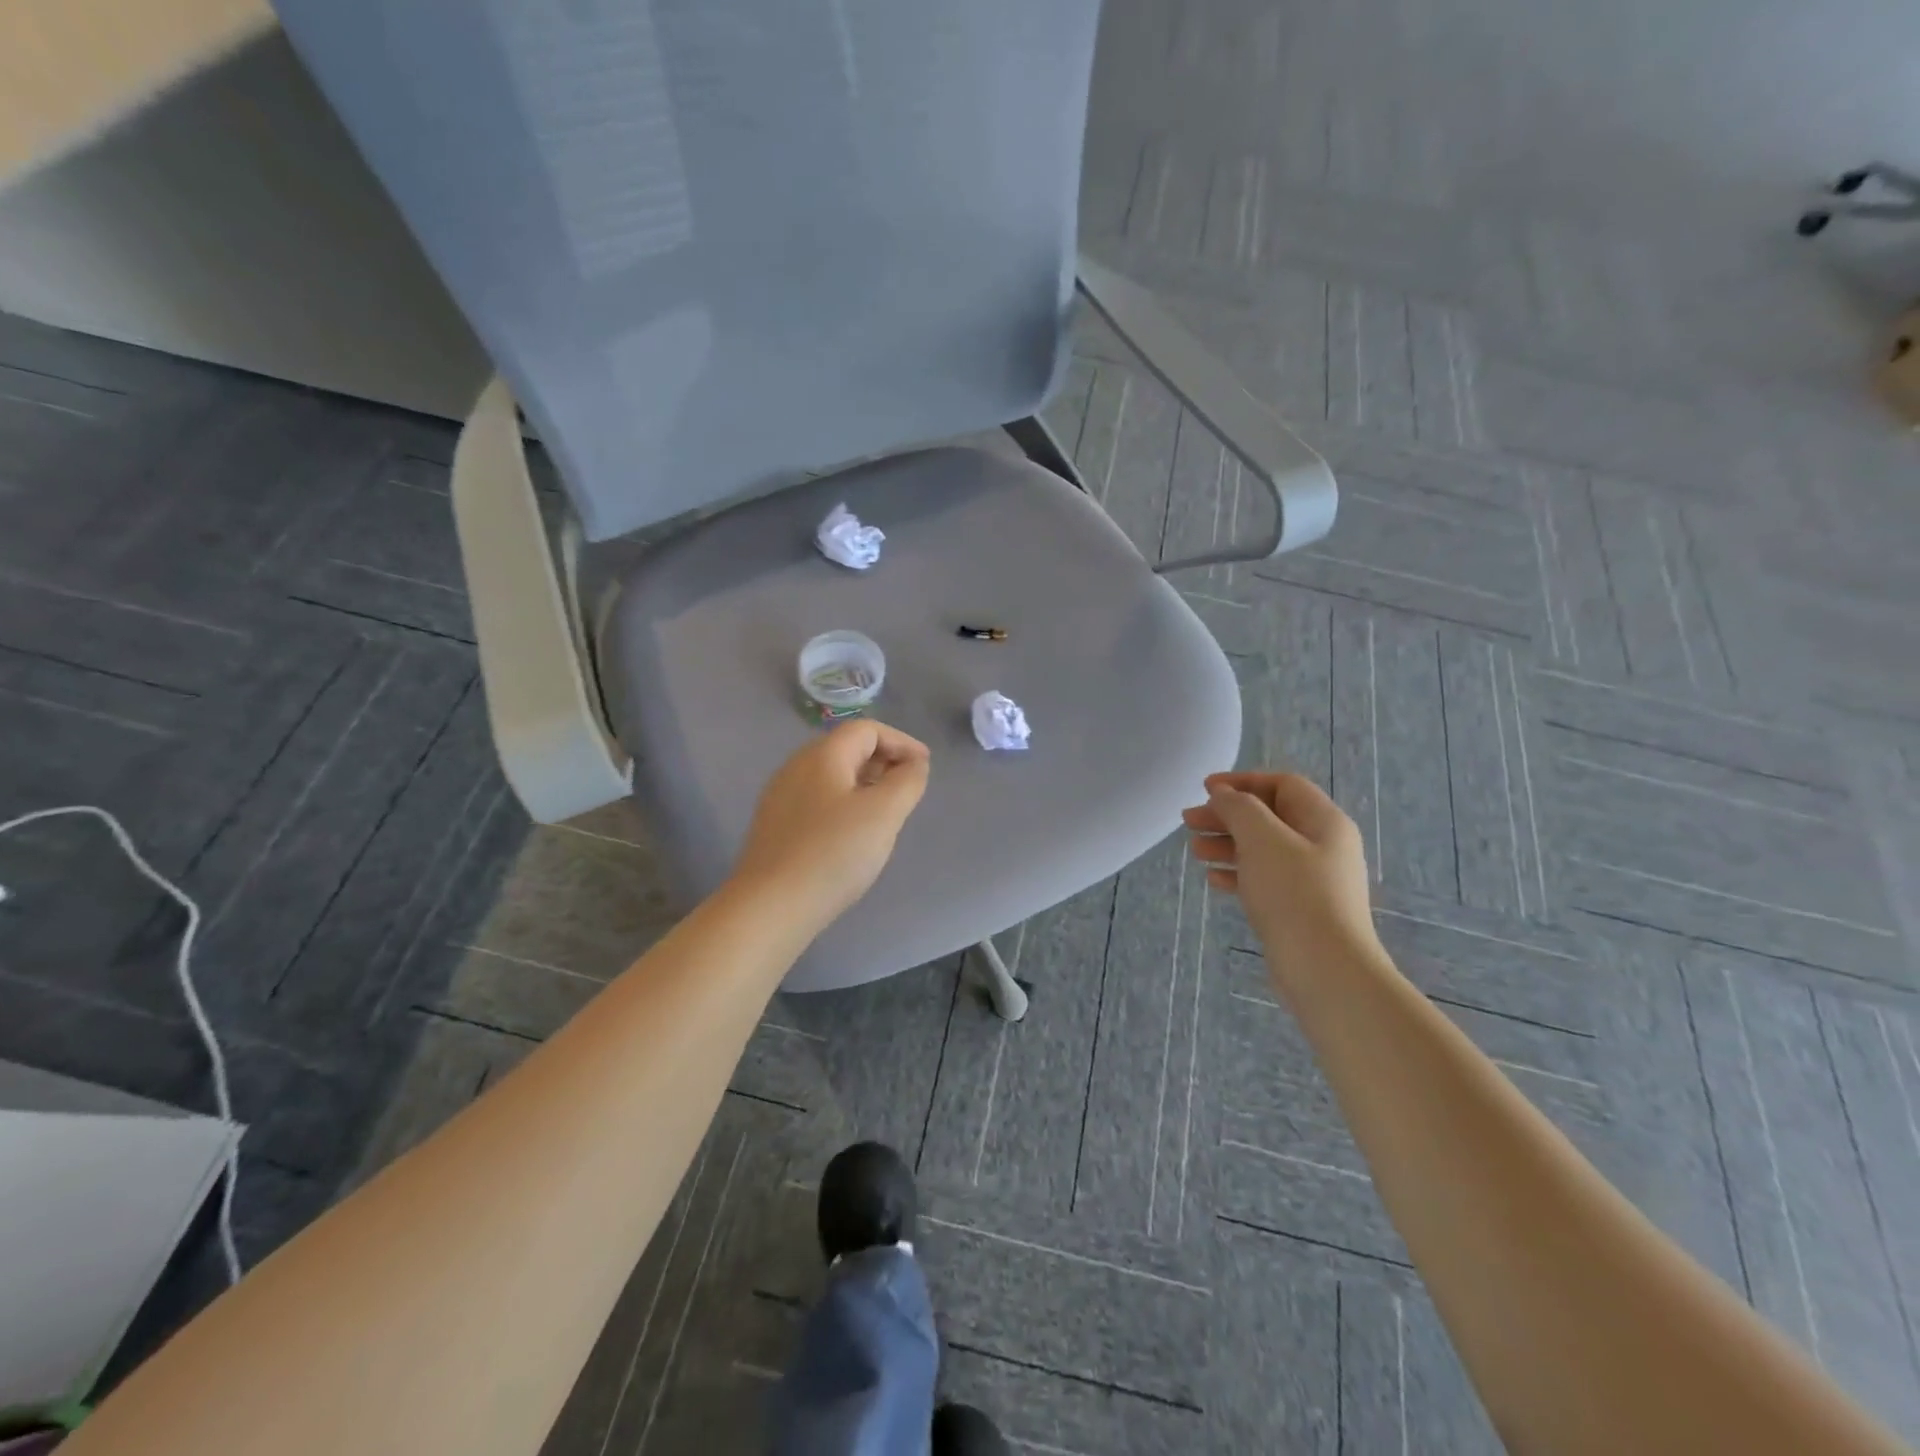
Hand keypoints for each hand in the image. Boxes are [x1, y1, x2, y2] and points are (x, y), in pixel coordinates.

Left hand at [732, 719, 930, 932]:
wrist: (770, 906)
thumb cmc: (833, 853)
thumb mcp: (884, 814)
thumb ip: (906, 781)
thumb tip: (914, 764)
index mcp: (823, 755)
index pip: (867, 729)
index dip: (901, 742)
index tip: (924, 767)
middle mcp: (797, 767)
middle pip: (847, 749)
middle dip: (884, 762)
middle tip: (908, 790)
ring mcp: (781, 797)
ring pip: (832, 777)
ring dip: (865, 785)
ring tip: (886, 813)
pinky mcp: (776, 826)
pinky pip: (819, 800)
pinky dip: (845, 805)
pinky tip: (853, 835)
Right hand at [1181, 772, 1378, 962]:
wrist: (1325, 969)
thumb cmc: (1294, 893)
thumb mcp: (1262, 838)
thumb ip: (1239, 807)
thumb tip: (1223, 794)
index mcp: (1324, 821)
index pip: (1282, 785)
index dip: (1242, 781)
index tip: (1204, 789)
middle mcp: (1323, 846)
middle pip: (1269, 817)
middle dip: (1227, 815)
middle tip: (1188, 822)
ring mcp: (1313, 880)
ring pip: (1263, 849)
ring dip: (1227, 844)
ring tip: (1195, 851)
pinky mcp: (1300, 909)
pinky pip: (1264, 879)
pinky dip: (1237, 873)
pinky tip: (1213, 880)